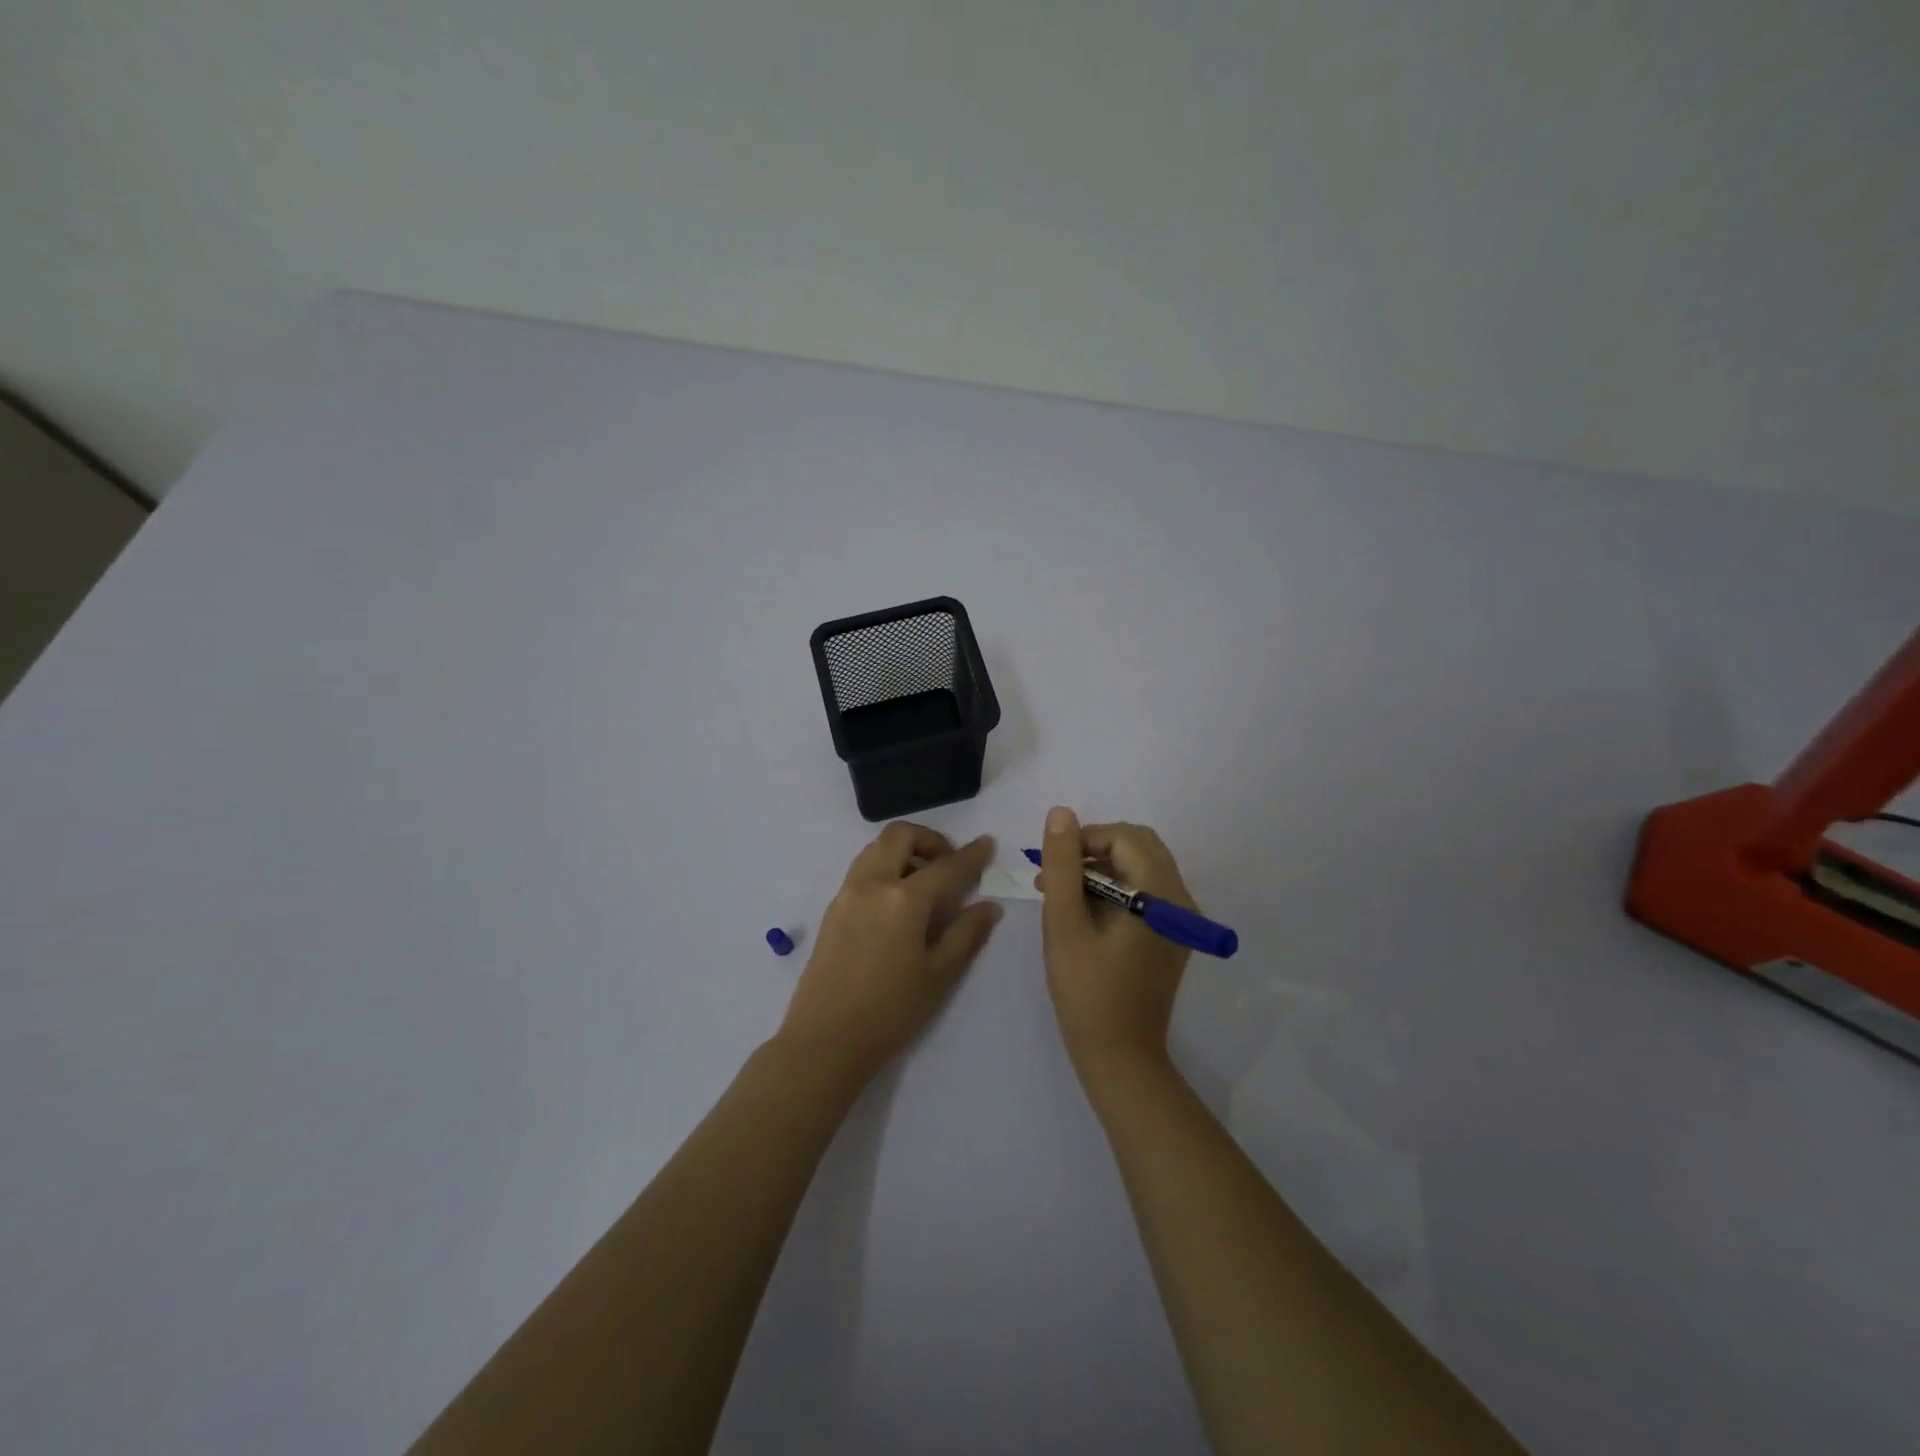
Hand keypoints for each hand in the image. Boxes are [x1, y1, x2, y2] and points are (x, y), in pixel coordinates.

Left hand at [778, 822, 1001, 1085]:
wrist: (824, 1040)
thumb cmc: (890, 1011)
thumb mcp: (939, 975)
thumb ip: (966, 934)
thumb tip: (989, 906)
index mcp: (903, 899)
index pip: (946, 866)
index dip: (971, 855)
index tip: (987, 843)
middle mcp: (872, 883)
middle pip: (900, 836)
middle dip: (929, 839)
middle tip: (949, 863)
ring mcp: (847, 894)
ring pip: (876, 848)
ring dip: (903, 851)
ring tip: (924, 883)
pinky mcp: (832, 909)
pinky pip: (862, 869)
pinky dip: (885, 867)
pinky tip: (898, 903)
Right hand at [1037, 807, 1197, 1081]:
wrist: (1120, 1057)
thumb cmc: (1087, 992)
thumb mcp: (1064, 924)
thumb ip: (1063, 865)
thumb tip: (1062, 814)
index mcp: (1161, 895)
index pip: (1126, 836)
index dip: (1085, 839)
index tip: (1051, 864)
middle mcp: (1182, 901)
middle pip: (1139, 846)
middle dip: (1094, 850)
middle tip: (1056, 876)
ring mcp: (1182, 920)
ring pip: (1142, 867)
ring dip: (1102, 869)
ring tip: (1061, 894)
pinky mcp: (1174, 936)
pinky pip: (1147, 892)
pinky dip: (1115, 889)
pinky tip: (1084, 912)